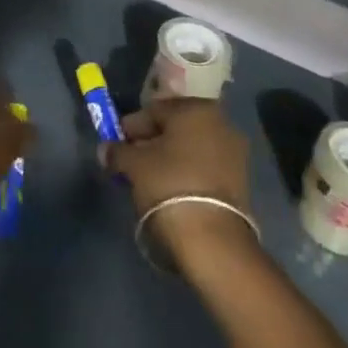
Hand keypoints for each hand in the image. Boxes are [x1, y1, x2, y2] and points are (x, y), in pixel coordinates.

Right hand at [104, 99, 255, 270]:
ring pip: (191, 146)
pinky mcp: (241, 179)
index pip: (154, 110)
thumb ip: (117, 151)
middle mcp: (220, 122)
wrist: (212, 238)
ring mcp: (234, 152)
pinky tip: (171, 187)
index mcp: (195, 109)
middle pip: (175, 126)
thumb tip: (106, 149)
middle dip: (151, 140)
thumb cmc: (169, 185)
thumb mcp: (134, 165)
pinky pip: (205, 165)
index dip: (131, 127)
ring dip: (170, 156)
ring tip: (149, 176)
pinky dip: (187, 171)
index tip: (116, 144)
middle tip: (131, 159)